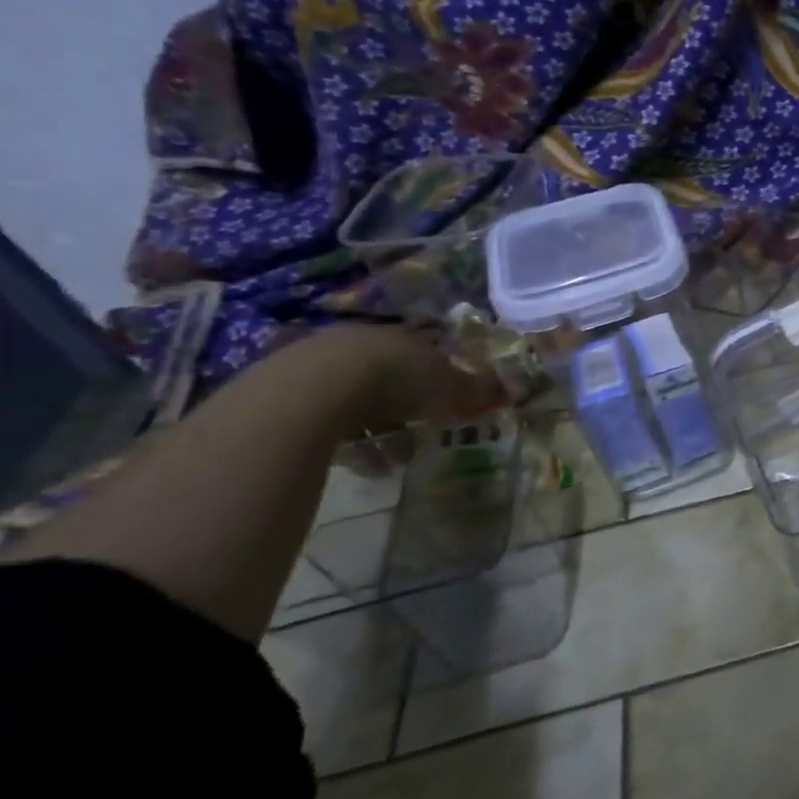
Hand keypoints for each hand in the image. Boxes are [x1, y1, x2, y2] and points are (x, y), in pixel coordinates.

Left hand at [284, 325, 504, 438]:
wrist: (312, 391)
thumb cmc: (394, 380)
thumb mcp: (447, 386)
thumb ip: (478, 388)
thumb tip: (516, 390)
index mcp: (399, 336)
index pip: (426, 353)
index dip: (441, 378)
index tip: (450, 403)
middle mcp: (360, 342)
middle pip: (390, 374)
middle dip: (407, 405)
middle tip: (421, 432)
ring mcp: (316, 363)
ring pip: (357, 397)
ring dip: (378, 427)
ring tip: (392, 457)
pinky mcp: (282, 391)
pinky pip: (327, 417)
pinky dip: (348, 439)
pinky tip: (360, 462)